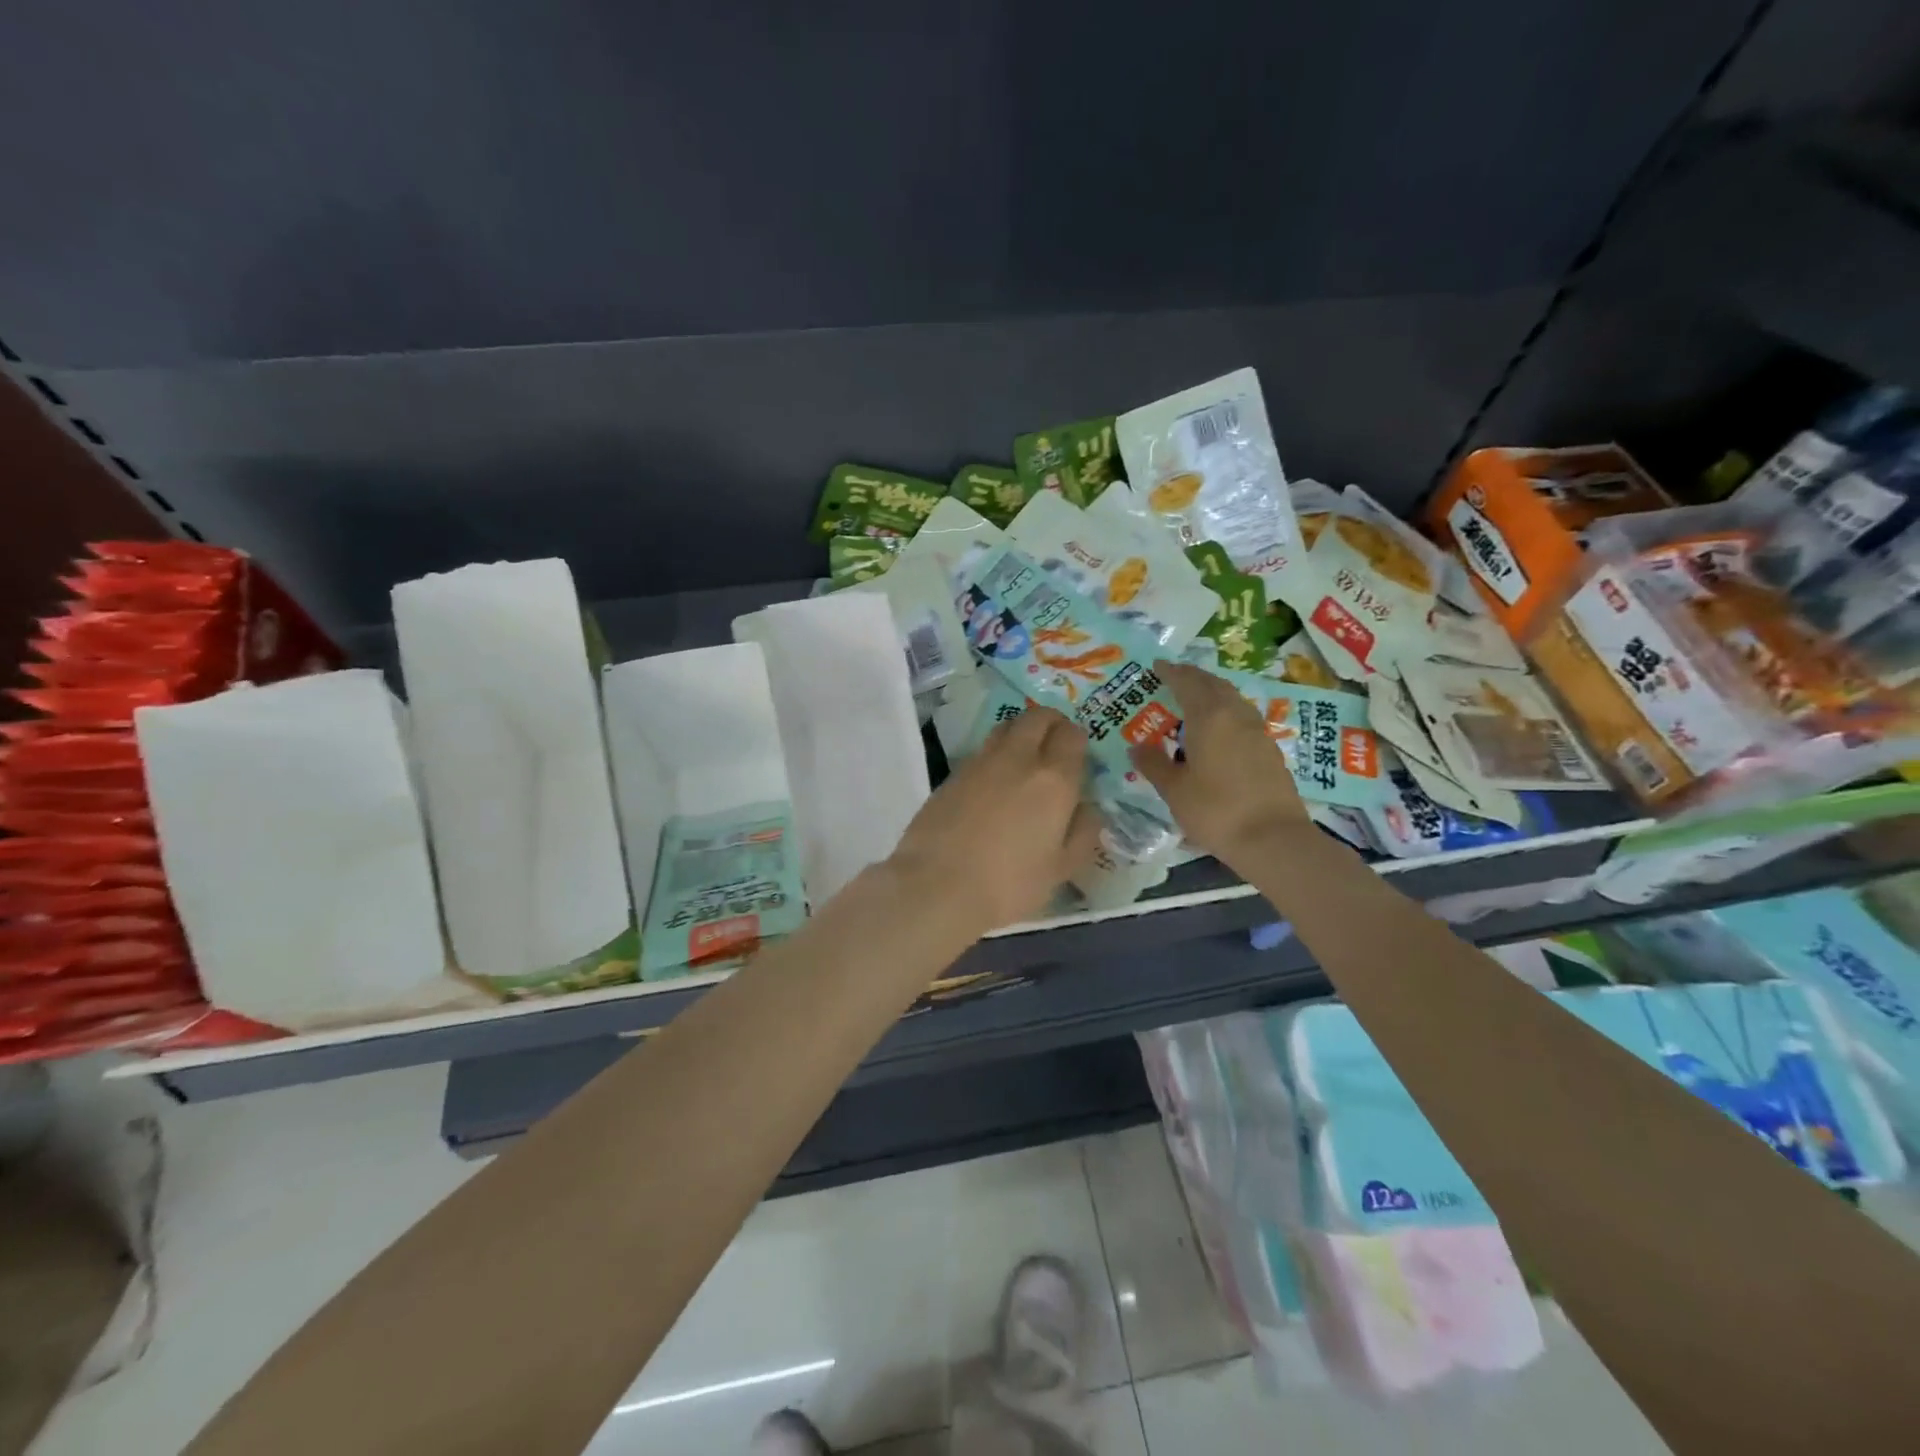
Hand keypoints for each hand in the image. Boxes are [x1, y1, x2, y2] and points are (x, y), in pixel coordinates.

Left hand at [889, 707, 1103, 933]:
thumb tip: (1088, 808)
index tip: (1079, 756)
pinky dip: (995, 754)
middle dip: (1051, 723)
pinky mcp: (952, 774)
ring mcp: (980, 763)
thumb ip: (1082, 832)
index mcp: (1053, 780)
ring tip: (1025, 759)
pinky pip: (982, 750)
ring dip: (1021, 732)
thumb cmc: (1009, 884)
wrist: (936, 886)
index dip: (1078, 740)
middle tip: (1055, 744)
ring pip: (1007, 727)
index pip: (1072, 735)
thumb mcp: (1061, 869)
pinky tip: (994, 782)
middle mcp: (1018, 759)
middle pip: (1037, 717)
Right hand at [1127, 659, 1310, 870]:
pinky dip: (1226, 711)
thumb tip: (1137, 746)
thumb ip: (1154, 764)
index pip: (1187, 683)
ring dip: (1212, 692)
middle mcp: (1235, 715)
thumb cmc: (1215, 811)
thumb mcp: (1174, 790)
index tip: (1157, 666)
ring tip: (1195, 699)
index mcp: (1209, 717)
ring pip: (1232, 699)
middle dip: (1193, 677)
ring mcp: (1257, 731)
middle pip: (1213, 685)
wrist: (1273, 839)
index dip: (1171, 673)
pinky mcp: (1269, 749)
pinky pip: (1242, 716)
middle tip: (1174, 676)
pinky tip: (1218, 728)